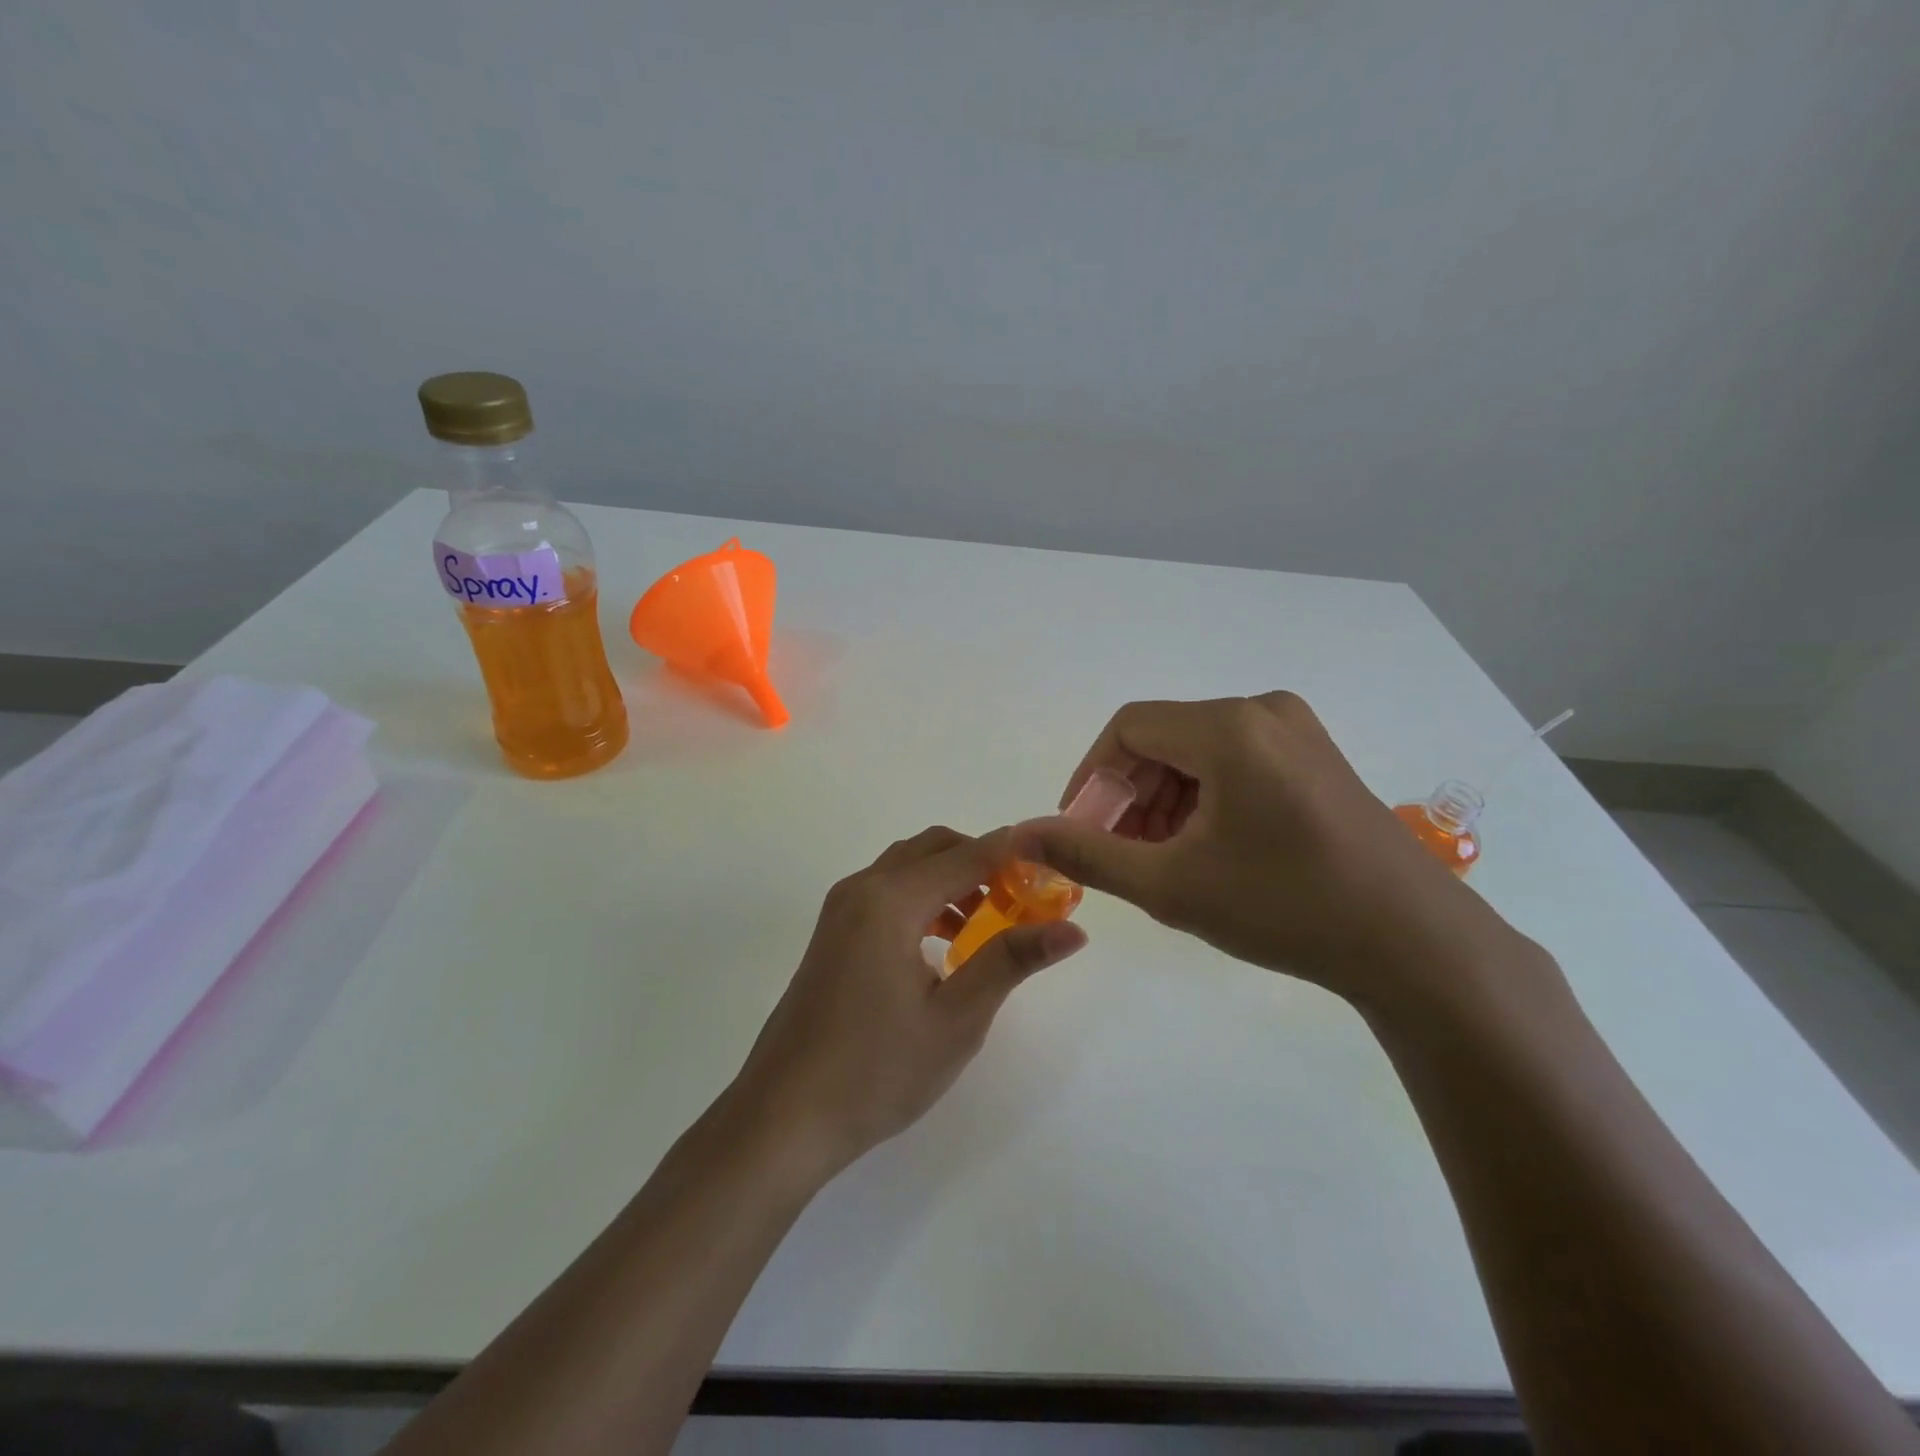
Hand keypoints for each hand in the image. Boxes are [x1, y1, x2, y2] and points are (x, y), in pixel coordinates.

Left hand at [732, 826, 1087, 1175]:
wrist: (784, 1116)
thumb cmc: (877, 1070)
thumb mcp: (956, 1019)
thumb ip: (1011, 961)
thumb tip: (1073, 930)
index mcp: (891, 899)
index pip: (967, 855)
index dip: (1014, 855)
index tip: (1055, 868)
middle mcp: (862, 888)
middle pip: (934, 848)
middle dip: (982, 862)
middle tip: (1023, 900)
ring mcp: (840, 909)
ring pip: (908, 867)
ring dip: (951, 880)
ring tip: (988, 926)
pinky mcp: (832, 933)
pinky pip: (887, 892)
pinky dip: (923, 898)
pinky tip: (944, 946)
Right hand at [1020, 692, 1533, 1013]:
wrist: (1414, 944)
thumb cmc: (1284, 907)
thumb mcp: (1171, 885)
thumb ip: (1088, 855)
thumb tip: (1022, 835)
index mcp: (1228, 727)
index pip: (1127, 729)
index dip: (1092, 776)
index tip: (1080, 829)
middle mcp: (1263, 711)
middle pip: (1164, 739)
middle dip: (1130, 794)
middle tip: (1120, 853)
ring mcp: (1298, 732)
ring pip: (1199, 753)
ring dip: (1165, 799)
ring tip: (1162, 859)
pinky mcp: (1318, 758)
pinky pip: (1237, 762)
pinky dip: (1205, 798)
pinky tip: (1207, 849)